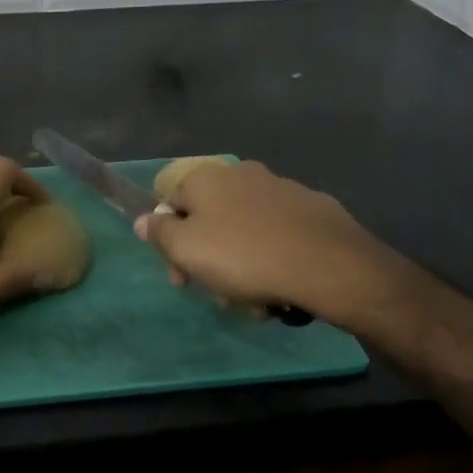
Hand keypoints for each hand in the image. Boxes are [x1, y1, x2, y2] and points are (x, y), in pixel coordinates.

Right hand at [134, 160, 418, 327]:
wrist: (328, 263)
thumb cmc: (245, 256)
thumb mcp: (187, 250)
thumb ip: (159, 233)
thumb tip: (144, 219)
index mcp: (205, 178)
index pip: (170, 201)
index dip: (168, 239)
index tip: (179, 274)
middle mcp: (239, 173)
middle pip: (208, 217)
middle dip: (207, 256)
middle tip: (217, 293)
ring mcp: (279, 187)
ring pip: (244, 228)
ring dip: (240, 262)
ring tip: (253, 299)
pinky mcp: (311, 207)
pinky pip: (277, 233)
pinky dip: (272, 255)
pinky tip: (281, 284)